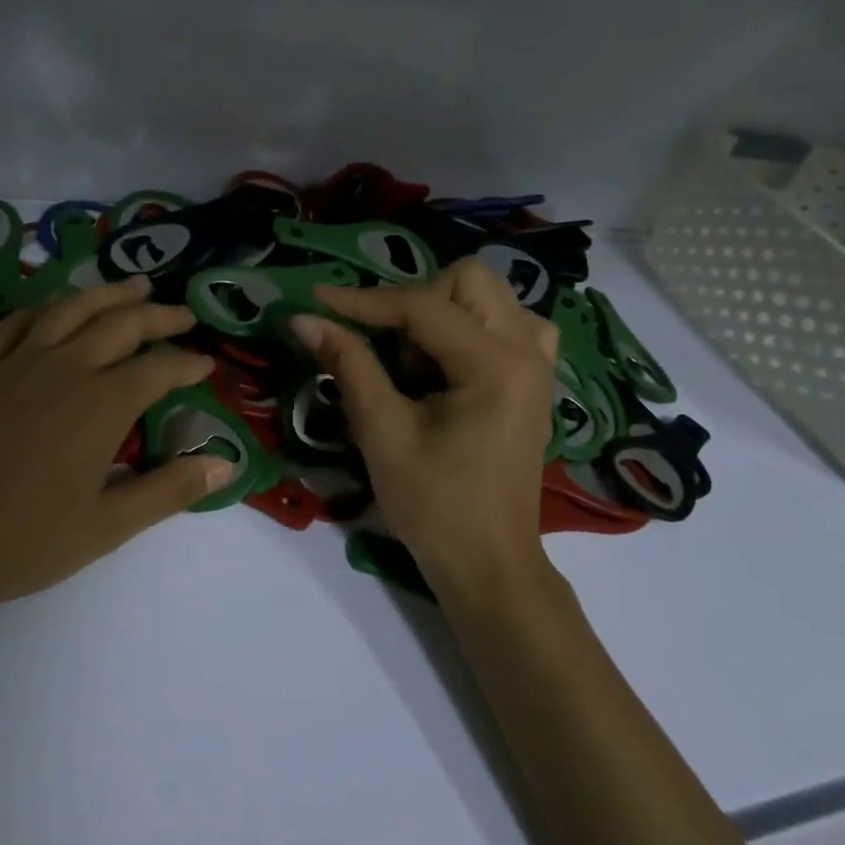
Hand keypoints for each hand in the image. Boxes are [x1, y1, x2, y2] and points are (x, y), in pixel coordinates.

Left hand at [0, 277, 235, 620]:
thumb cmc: (23, 539)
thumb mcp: (108, 525)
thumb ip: (169, 490)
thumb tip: (226, 464)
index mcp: (102, 403)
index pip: (159, 368)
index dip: (188, 363)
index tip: (206, 363)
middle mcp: (65, 367)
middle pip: (121, 324)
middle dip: (158, 315)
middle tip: (182, 312)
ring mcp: (18, 362)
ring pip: (71, 308)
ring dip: (107, 293)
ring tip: (132, 286)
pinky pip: (18, 322)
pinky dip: (45, 306)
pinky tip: (55, 307)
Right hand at [291, 259, 557, 588]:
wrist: (488, 564)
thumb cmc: (434, 505)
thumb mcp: (382, 431)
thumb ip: (348, 364)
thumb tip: (305, 318)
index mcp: (496, 365)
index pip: (422, 306)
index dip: (363, 301)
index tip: (317, 300)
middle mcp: (528, 351)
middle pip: (468, 281)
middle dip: (413, 301)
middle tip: (382, 346)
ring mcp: (539, 364)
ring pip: (488, 297)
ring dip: (443, 313)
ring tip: (416, 364)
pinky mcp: (534, 380)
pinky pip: (507, 325)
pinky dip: (470, 329)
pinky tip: (449, 364)